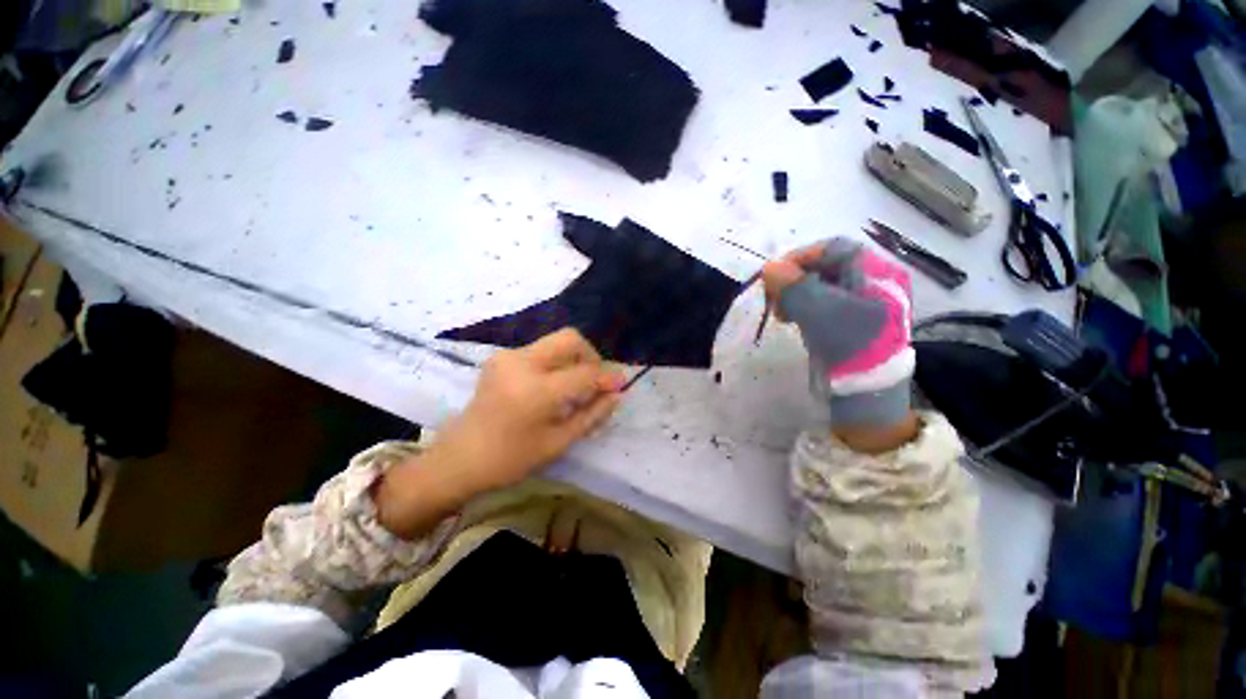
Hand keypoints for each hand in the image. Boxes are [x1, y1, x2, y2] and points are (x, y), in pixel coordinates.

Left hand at [441, 328, 625, 490]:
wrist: (459, 458)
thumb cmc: (510, 459)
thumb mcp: (558, 442)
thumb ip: (592, 415)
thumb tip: (616, 394)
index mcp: (536, 391)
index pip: (584, 373)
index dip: (607, 377)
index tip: (620, 385)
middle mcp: (521, 363)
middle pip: (570, 339)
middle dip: (590, 356)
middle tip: (594, 380)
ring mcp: (508, 356)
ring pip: (555, 342)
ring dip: (573, 359)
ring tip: (575, 387)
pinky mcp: (501, 357)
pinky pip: (540, 350)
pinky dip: (556, 362)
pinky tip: (553, 386)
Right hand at [761, 238, 918, 442]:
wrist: (868, 390)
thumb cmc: (849, 344)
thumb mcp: (817, 310)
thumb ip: (792, 285)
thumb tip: (769, 268)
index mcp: (876, 271)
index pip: (833, 248)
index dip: (800, 257)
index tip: (773, 274)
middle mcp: (873, 281)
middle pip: (826, 266)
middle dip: (794, 279)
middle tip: (773, 297)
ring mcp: (864, 301)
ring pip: (821, 285)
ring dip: (795, 294)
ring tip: (780, 313)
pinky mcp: (852, 319)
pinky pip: (822, 302)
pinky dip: (803, 306)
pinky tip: (791, 318)